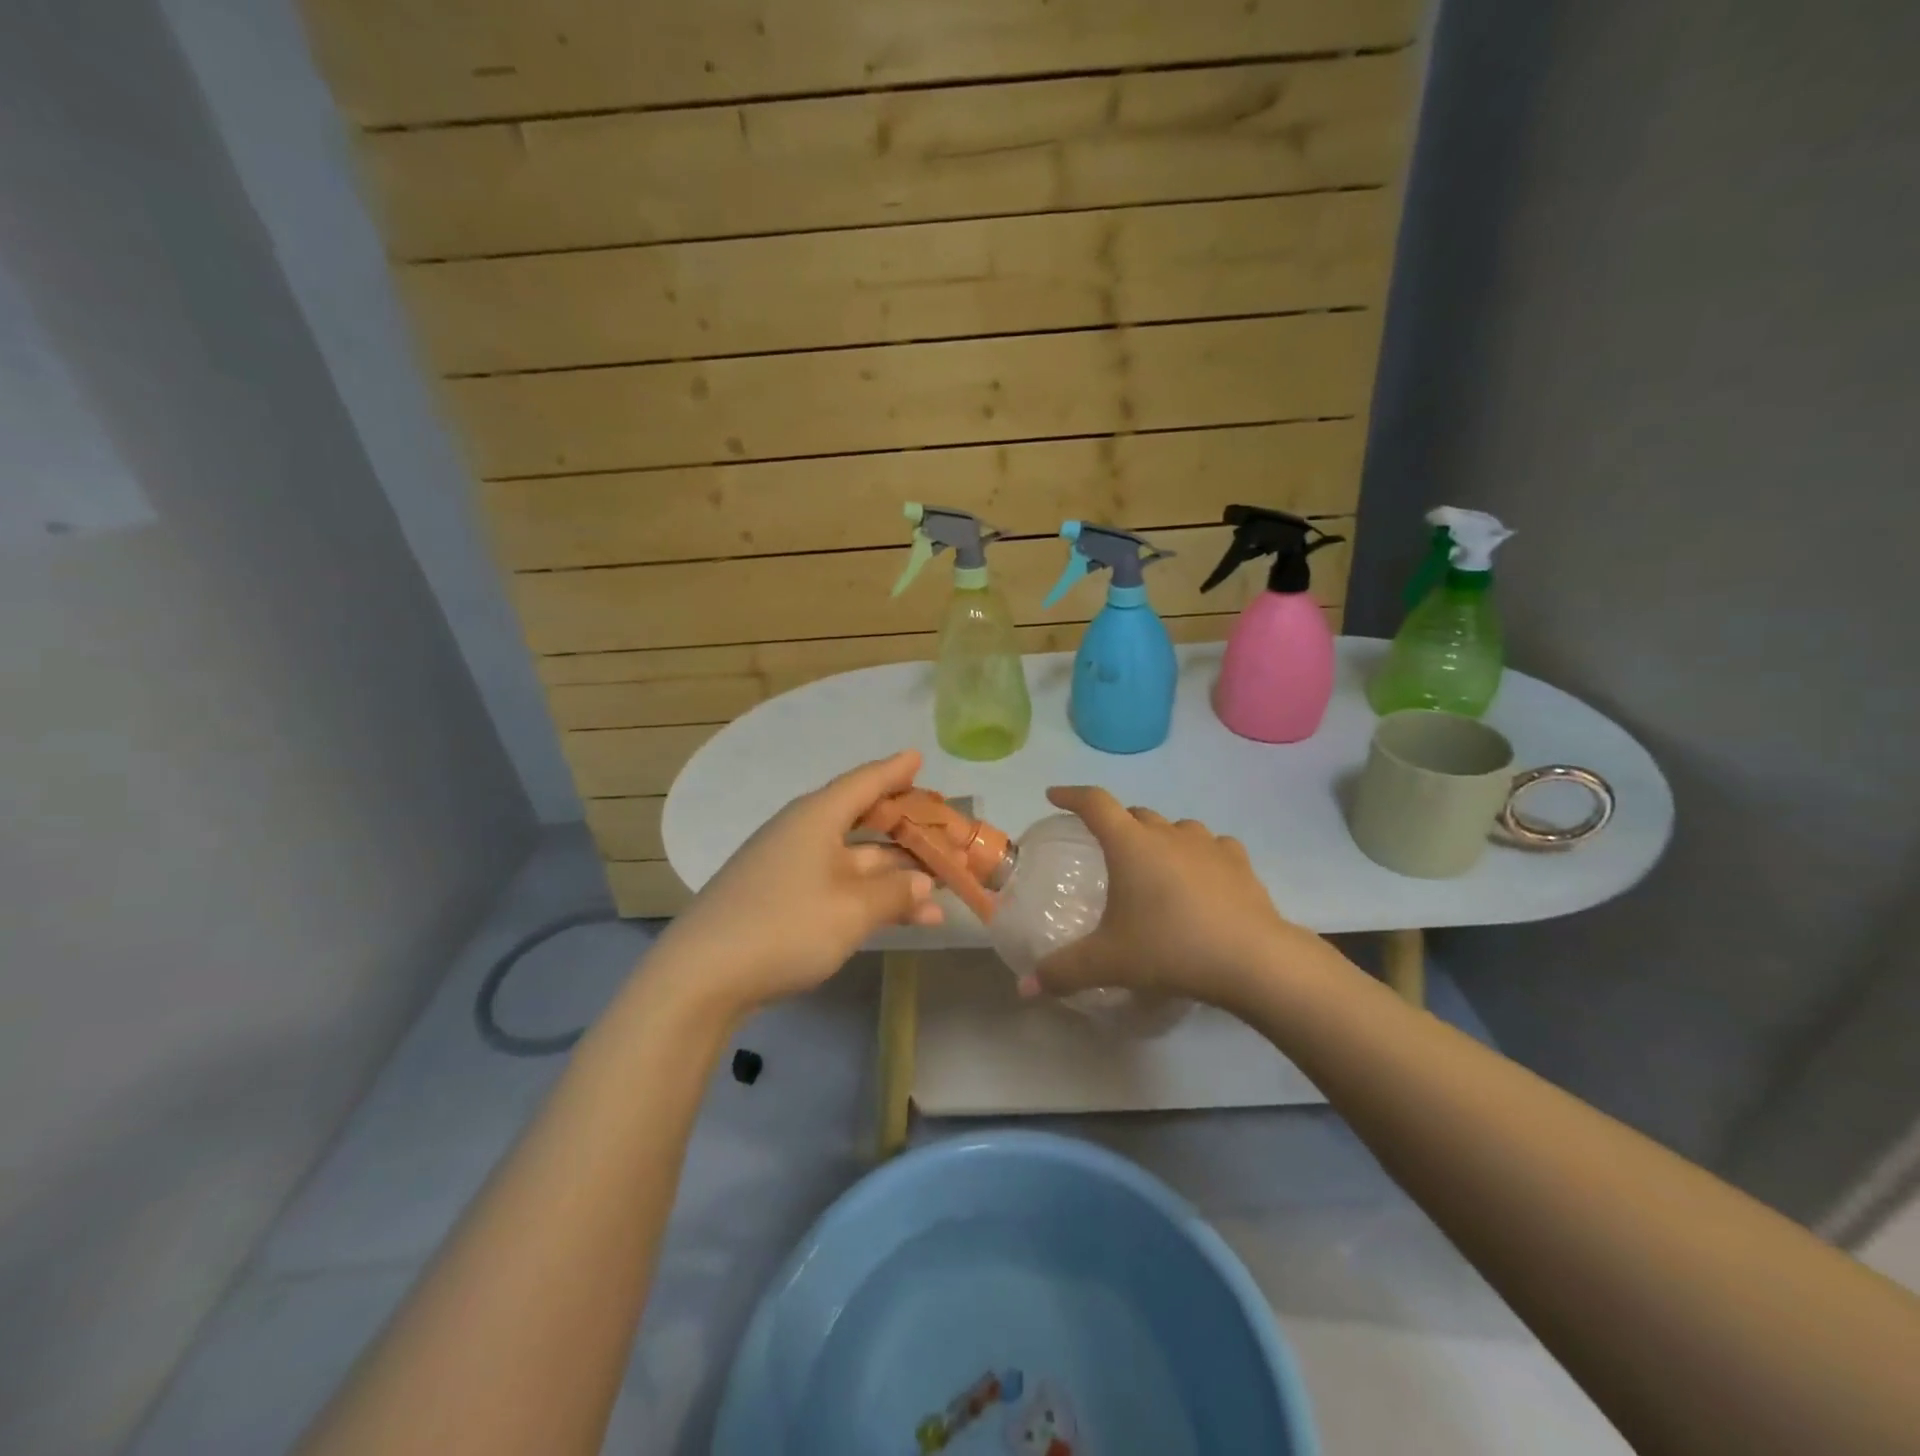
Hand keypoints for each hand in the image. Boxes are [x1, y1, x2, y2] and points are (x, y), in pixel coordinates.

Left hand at [651, 752, 941, 1014]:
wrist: (701, 978)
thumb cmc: (785, 926)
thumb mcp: (852, 909)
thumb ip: (894, 892)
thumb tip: (921, 882)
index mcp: (816, 818)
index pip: (865, 782)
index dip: (895, 770)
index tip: (919, 758)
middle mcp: (803, 834)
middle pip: (864, 822)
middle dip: (906, 831)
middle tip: (943, 832)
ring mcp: (790, 869)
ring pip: (856, 862)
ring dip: (897, 876)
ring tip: (943, 893)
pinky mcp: (781, 901)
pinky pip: (839, 887)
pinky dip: (871, 898)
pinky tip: (906, 919)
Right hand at [1034, 786, 1317, 1009]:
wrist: (1252, 960)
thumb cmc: (1170, 948)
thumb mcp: (1109, 962)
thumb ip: (1063, 971)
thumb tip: (1025, 987)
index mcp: (1130, 844)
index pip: (1094, 803)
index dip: (1071, 796)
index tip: (1055, 796)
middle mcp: (1167, 834)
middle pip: (1134, 814)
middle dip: (1116, 823)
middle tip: (1106, 848)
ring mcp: (1207, 845)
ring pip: (1175, 827)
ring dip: (1159, 838)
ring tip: (1154, 865)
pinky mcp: (1239, 863)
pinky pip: (1212, 846)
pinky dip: (1199, 854)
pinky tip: (1201, 875)